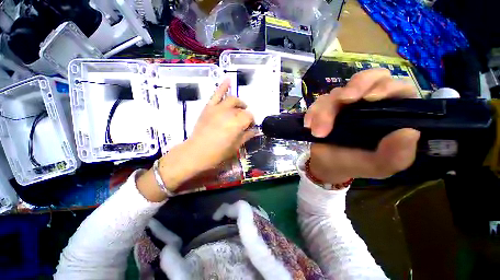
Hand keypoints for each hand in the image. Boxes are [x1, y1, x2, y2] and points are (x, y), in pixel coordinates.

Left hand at [137, 80, 255, 200]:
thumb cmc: (217, 153)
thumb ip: (246, 136)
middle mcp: (229, 112)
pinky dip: (223, 86)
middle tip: (244, 122)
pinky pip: (216, 94)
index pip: (250, 117)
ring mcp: (218, 108)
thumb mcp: (235, 147)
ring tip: (241, 107)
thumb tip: (255, 130)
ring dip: (239, 103)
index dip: (252, 122)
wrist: (195, 153)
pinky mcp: (209, 107)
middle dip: (246, 114)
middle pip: (242, 109)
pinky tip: (228, 79)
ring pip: (233, 100)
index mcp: (237, 123)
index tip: (250, 128)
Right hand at [304, 68, 420, 183]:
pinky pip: (318, 102)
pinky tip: (309, 126)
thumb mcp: (378, 166)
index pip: (397, 87)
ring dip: (325, 111)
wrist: (327, 165)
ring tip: (318, 133)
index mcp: (390, 113)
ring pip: (336, 93)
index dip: (385, 86)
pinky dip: (312, 113)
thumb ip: (396, 155)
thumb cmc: (354, 164)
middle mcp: (368, 103)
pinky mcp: (326, 107)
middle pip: (366, 79)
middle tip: (343, 100)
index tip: (370, 98)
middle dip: (355, 86)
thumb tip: (410, 132)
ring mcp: (345, 104)